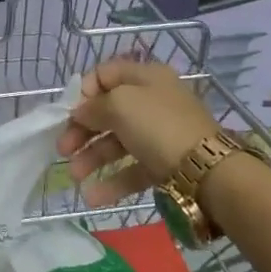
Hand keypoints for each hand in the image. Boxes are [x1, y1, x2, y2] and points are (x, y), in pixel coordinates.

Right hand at [54, 58, 220, 204]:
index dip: (84, 91)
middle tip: (63, 149)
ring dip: (92, 157)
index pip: (105, 74)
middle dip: (82, 130)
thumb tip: (81, 112)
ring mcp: (160, 134)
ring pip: (118, 142)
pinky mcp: (165, 164)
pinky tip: (93, 197)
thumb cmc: (158, 125)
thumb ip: (93, 106)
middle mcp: (153, 101)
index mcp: (145, 77)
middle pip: (108, 111)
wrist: (207, 171)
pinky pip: (133, 168)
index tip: (69, 112)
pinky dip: (112, 181)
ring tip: (75, 176)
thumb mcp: (119, 105)